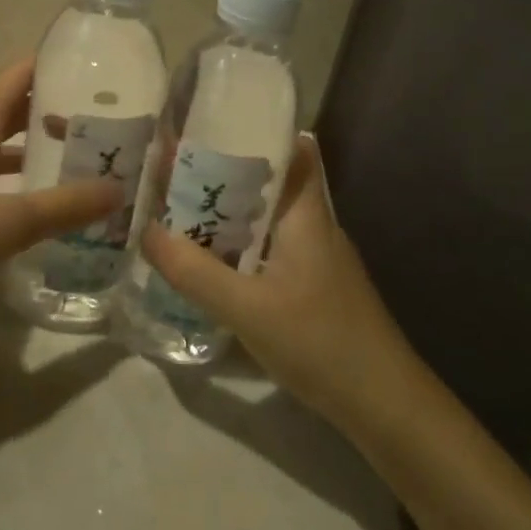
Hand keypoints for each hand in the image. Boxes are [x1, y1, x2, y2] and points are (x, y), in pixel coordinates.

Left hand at [0, 59, 122, 322]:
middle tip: (103, 129)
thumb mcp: (2, 226)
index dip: (60, 68)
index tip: (102, 79)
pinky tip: (23, 205)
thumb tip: (118, 189)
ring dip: (30, 149)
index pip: (21, 73)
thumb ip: (62, 207)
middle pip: (10, 107)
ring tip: (75, 165)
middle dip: (55, 114)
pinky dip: (4, 177)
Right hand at [141, 136, 417, 422]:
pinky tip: (207, 260)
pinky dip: (237, 246)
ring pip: (265, 219)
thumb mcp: (248, 309)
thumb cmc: (321, 342)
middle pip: (269, 182)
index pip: (292, 148)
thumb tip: (147, 231)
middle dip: (223, 172)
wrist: (383, 405)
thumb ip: (195, 272)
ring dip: (227, 212)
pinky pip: (267, 249)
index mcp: (306, 214)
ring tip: (177, 207)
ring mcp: (315, 258)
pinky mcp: (311, 286)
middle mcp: (313, 226)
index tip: (207, 124)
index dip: (255, 129)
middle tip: (171, 168)